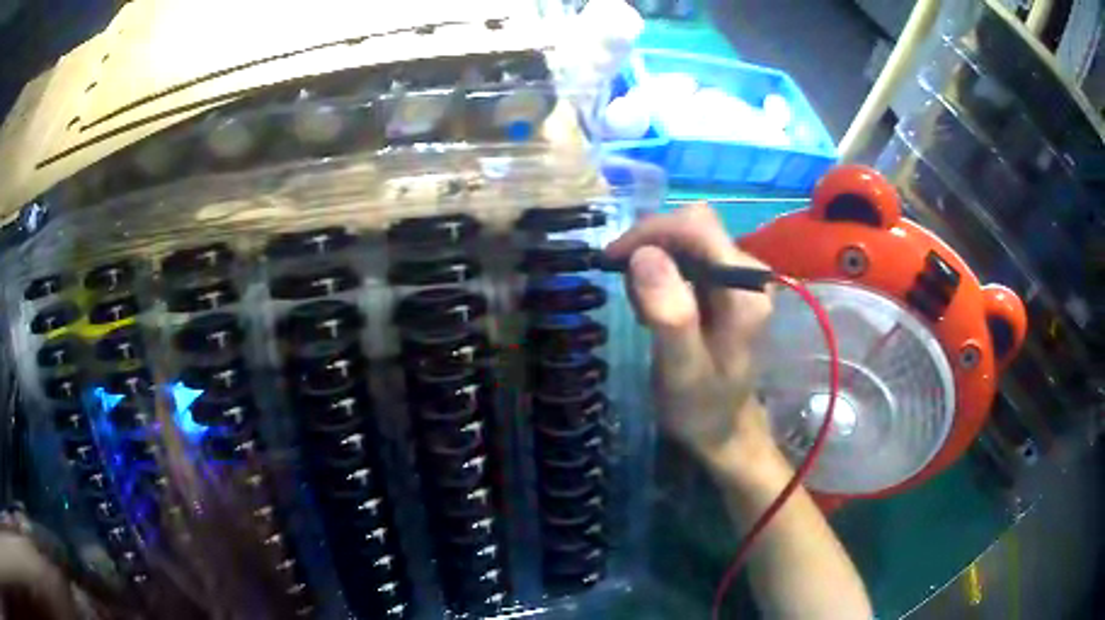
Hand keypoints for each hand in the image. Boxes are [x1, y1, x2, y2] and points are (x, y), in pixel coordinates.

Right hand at [606, 204, 774, 463]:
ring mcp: (736, 276)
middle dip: (650, 247)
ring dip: (652, 263)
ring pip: (685, 239)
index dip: (651, 231)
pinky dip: (659, 273)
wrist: (722, 428)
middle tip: (628, 293)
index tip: (613, 259)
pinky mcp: (723, 284)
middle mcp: (748, 273)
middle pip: (691, 226)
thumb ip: (670, 314)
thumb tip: (645, 254)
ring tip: (643, 311)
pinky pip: (685, 256)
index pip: (697, 226)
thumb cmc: (701, 406)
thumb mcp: (681, 369)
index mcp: (746, 289)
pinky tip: (653, 308)